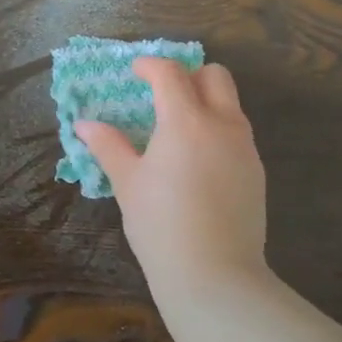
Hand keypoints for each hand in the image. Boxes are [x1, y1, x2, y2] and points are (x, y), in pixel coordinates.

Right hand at [75, 58, 268, 299]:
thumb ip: (108, 146)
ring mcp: (245, 147)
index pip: (170, 73)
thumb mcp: (128, 183)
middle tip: (164, 95)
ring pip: (231, 104)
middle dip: (189, 75)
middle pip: (214, 76)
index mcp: (186, 121)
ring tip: (179, 130)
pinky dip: (218, 130)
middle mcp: (222, 124)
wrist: (215, 276)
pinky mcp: (257, 171)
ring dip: (207, 102)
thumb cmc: (161, 225)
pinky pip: (238, 134)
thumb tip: (84, 125)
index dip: (150, 66)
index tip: (136, 72)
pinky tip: (199, 162)